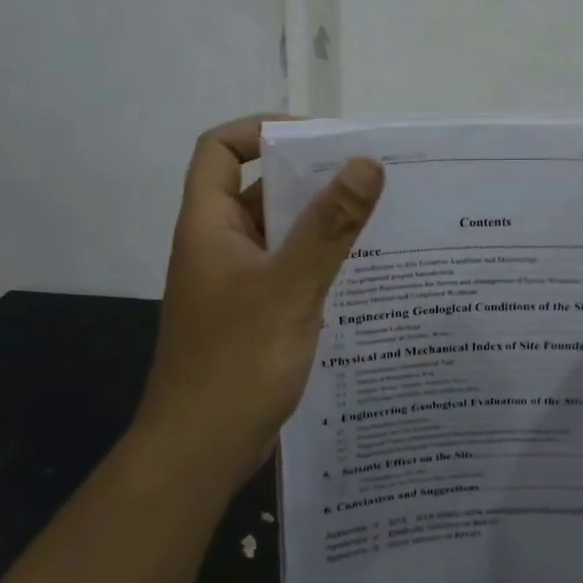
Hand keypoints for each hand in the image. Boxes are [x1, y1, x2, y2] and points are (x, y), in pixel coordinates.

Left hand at [130, 116, 384, 495]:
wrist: (200, 451)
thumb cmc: (237, 363)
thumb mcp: (289, 289)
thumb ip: (328, 227)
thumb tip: (366, 164)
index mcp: (210, 226)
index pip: (220, 150)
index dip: (260, 131)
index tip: (317, 139)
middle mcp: (219, 247)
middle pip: (260, 191)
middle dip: (311, 179)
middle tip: (371, 177)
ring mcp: (236, 284)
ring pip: (280, 236)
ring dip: (322, 226)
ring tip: (381, 220)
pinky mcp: (254, 316)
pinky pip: (289, 273)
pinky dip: (320, 265)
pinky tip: (365, 275)